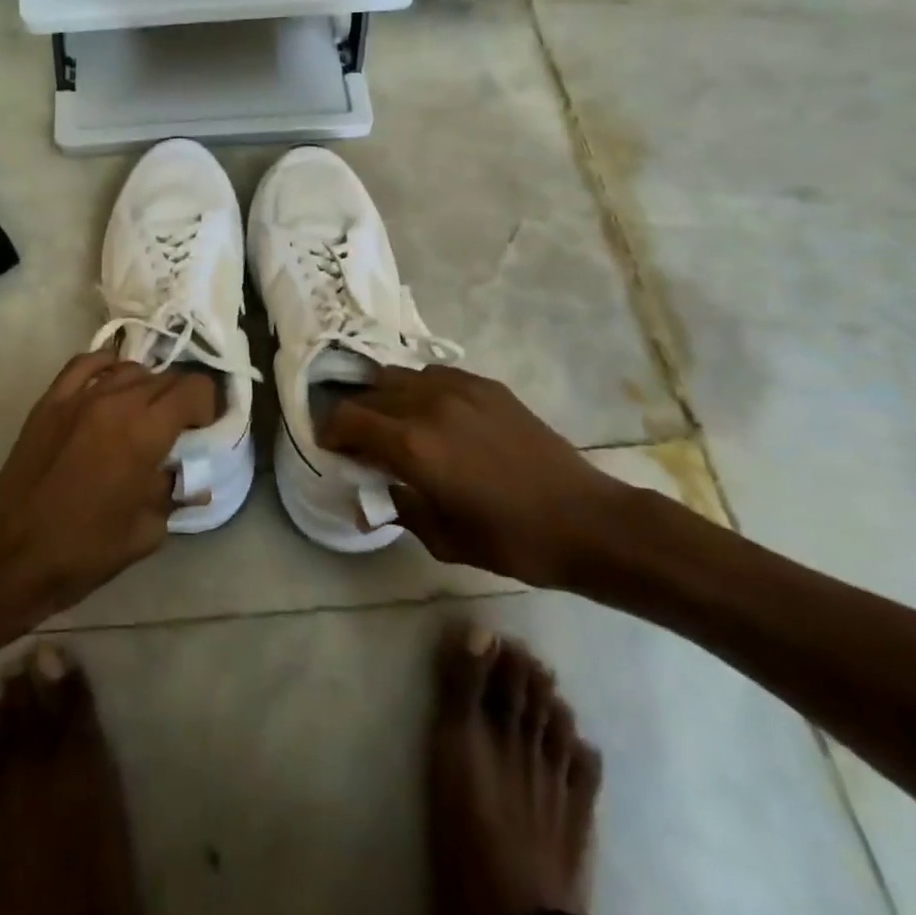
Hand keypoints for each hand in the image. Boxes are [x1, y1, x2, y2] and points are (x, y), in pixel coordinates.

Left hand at [0, 352, 216, 621]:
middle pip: (164, 377)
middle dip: (180, 399)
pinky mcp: (50, 401)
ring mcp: (79, 396)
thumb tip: (190, 478)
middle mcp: (116, 402)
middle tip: (178, 428)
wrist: (12, 557)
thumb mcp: (146, 532)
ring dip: (147, 387)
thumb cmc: (85, 552)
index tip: (202, 429)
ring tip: (143, 414)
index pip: (193, 389)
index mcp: (145, 433)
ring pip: (129, 369)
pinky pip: (86, 364)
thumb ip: (173, 493)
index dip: (207, 404)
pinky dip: (106, 366)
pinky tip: (111, 384)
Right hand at [321, 364, 630, 588]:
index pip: (348, 418)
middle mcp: (428, 404)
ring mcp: (459, 388)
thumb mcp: (443, 538)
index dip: (330, 431)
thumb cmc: (510, 540)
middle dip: (355, 416)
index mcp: (412, 444)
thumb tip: (370, 496)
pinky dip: (419, 390)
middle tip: (360, 442)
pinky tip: (433, 415)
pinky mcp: (485, 385)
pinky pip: (434, 375)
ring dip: (385, 398)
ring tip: (394, 424)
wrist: (585, 520)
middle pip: (369, 393)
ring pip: (399, 376)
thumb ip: (398, 508)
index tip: (331, 449)